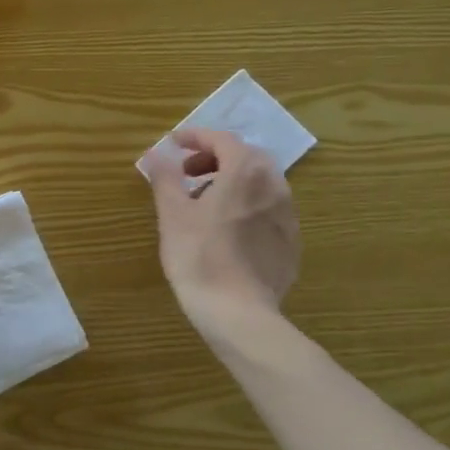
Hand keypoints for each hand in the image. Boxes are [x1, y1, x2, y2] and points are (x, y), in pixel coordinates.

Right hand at [148, 128, 300, 337]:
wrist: (239, 313)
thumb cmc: (199, 257)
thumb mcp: (172, 214)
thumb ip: (166, 178)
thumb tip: (158, 154)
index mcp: (245, 172)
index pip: (223, 139)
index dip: (197, 137)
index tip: (174, 143)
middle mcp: (274, 186)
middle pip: (247, 157)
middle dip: (216, 157)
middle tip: (188, 173)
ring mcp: (288, 216)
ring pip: (261, 183)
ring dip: (233, 181)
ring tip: (205, 202)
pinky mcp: (291, 242)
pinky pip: (269, 210)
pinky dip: (247, 205)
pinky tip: (228, 230)